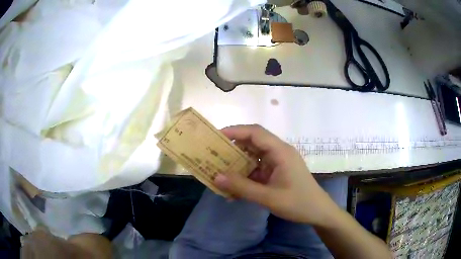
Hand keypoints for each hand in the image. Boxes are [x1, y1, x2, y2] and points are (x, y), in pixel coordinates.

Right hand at [214, 124, 339, 225]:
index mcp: (280, 151)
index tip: (216, 137)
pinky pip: (258, 169)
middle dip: (233, 147)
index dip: (235, 131)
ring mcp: (278, 162)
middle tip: (213, 154)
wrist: (318, 212)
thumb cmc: (297, 203)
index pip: (255, 132)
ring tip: (220, 170)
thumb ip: (242, 187)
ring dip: (238, 163)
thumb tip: (216, 177)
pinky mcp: (277, 172)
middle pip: (253, 142)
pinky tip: (235, 187)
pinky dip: (246, 175)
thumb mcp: (268, 197)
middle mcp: (279, 152)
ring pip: (254, 156)